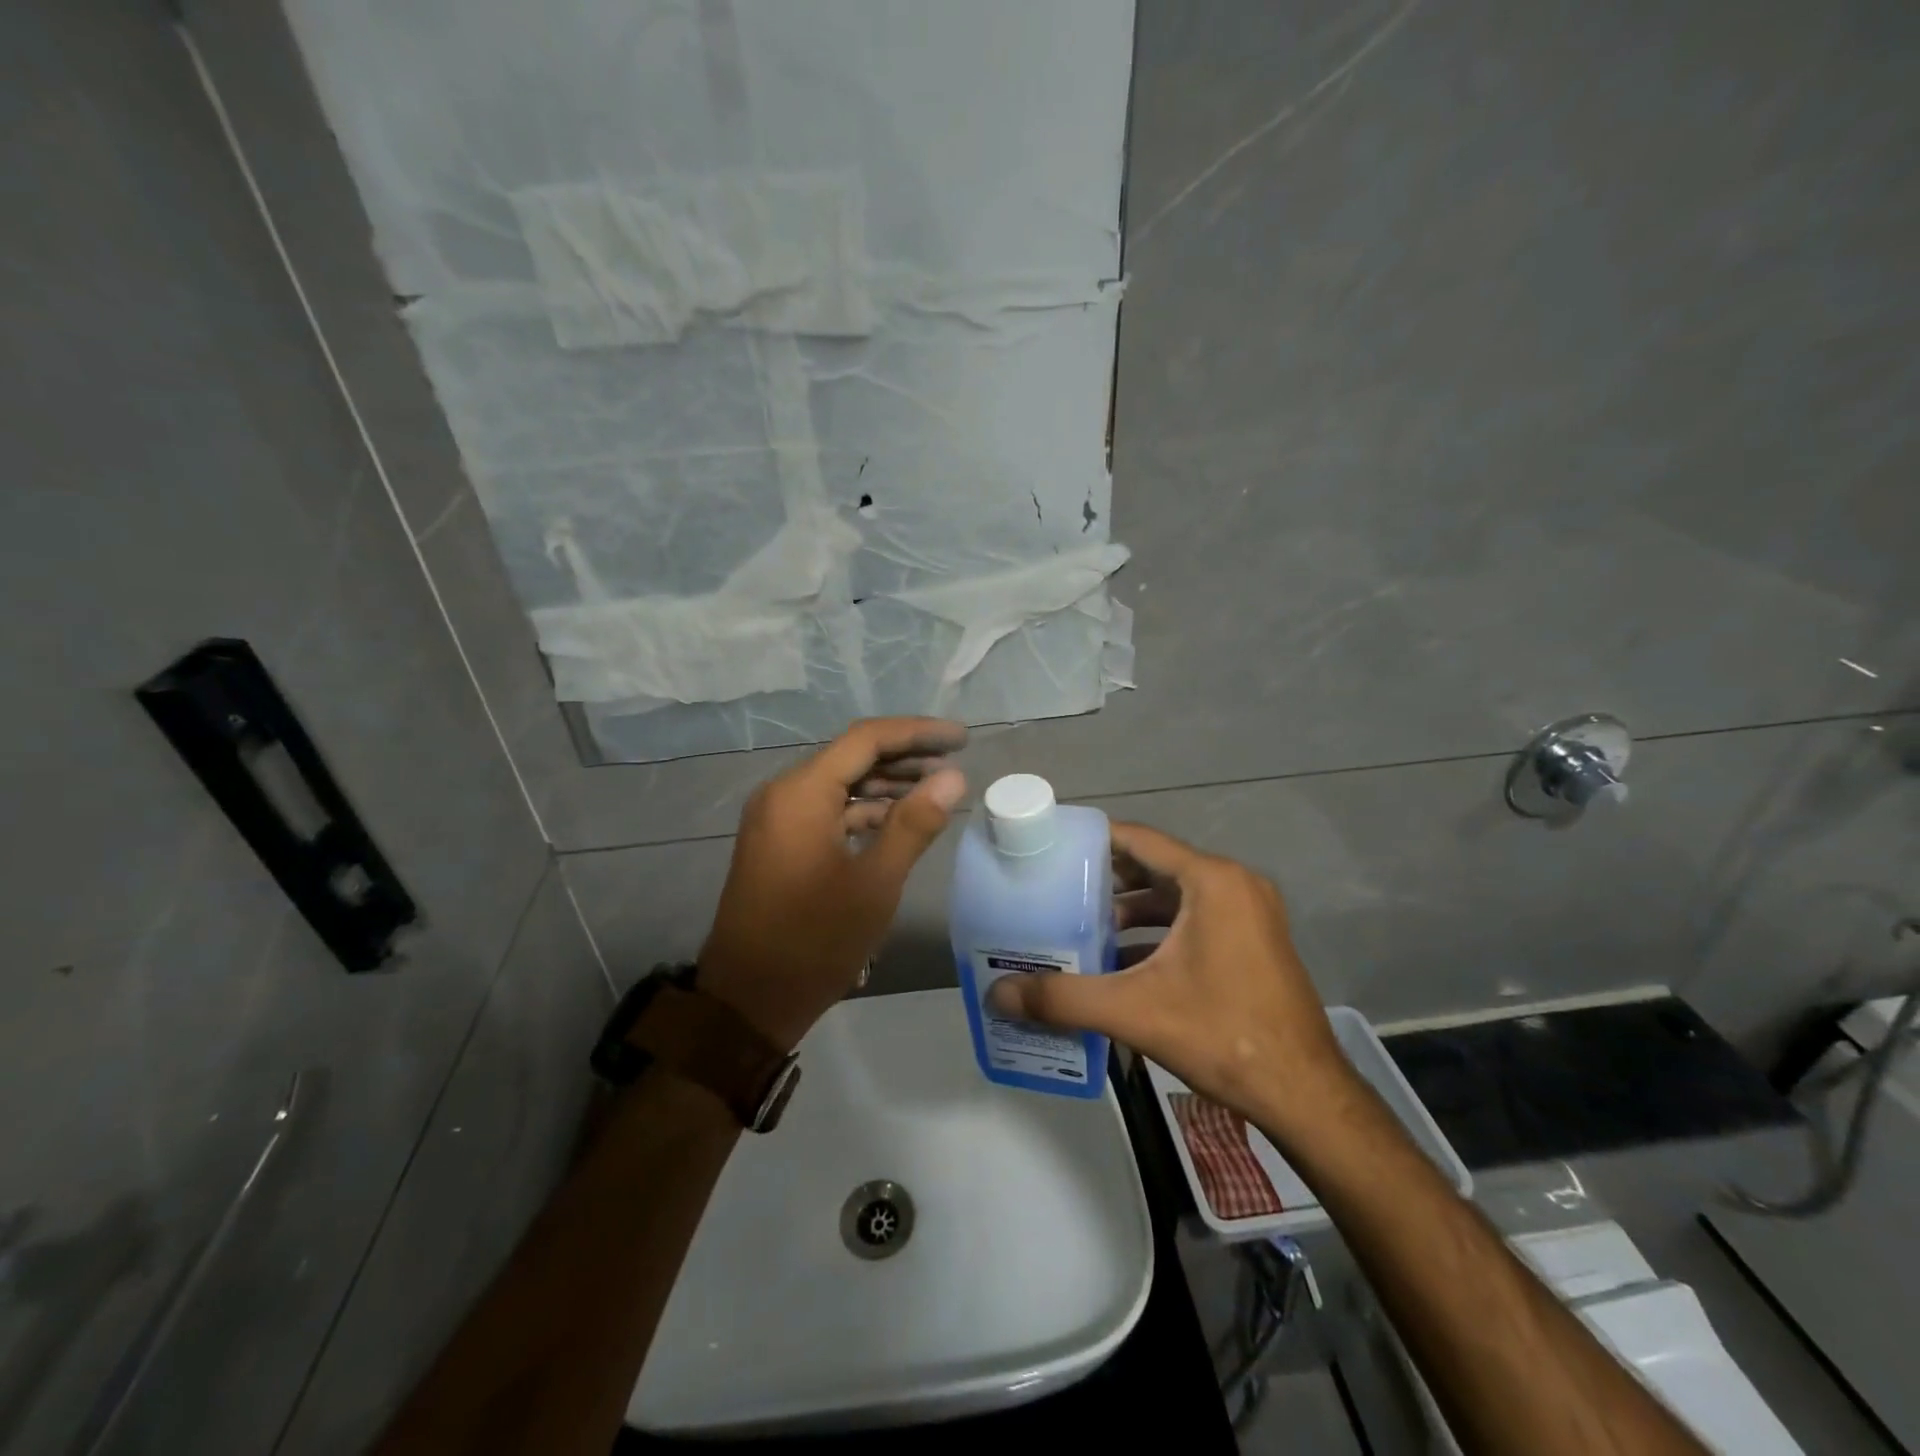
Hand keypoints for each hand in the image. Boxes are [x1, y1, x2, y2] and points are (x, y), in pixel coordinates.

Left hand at [699, 717, 966, 1050]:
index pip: (866, 740)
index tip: (962, 739)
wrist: (748, 1001)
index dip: (918, 733)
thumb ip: (914, 823)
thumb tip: (952, 777)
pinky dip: (863, 811)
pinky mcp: (779, 843)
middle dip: (906, 757)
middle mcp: (783, 794)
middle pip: (852, 757)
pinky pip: (827, 811)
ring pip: (840, 784)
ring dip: (886, 785)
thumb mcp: (875, 882)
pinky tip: (898, 821)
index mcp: (801, 793)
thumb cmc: (814, 940)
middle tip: (955, 763)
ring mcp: (777, 819)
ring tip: (936, 790)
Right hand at [986, 822, 1355, 1145]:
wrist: (1304, 1095)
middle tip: (1056, 889)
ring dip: (1131, 908)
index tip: (1052, 848)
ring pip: (1175, 894)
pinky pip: (1195, 918)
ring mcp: (1249, 913)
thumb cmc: (1222, 1035)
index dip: (1093, 840)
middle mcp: (1234, 884)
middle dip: (1106, 878)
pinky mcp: (1253, 940)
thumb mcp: (1134, 1011)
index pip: (1140, 839)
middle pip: (1156, 864)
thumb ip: (1063, 998)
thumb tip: (998, 995)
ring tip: (1082, 926)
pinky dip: (1158, 930)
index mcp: (1212, 881)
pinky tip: (1122, 959)